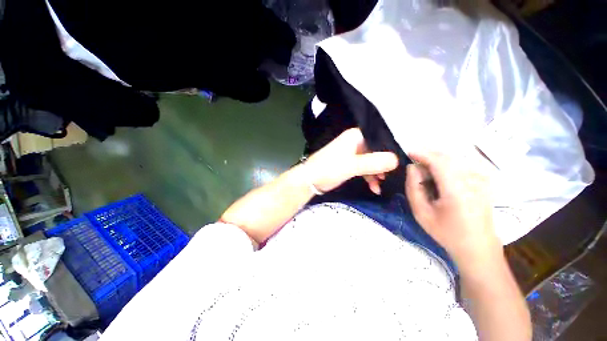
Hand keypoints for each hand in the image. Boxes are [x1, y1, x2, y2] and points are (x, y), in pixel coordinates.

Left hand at [305, 128, 398, 193]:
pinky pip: (363, 168)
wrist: (310, 180)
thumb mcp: (352, 166)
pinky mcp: (348, 163)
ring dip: (376, 173)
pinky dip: (368, 177)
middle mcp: (355, 142)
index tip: (400, 164)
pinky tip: (374, 188)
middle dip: (384, 165)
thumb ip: (373, 163)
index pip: (380, 139)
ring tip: (381, 185)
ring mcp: (351, 153)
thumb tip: (397, 160)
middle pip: (376, 151)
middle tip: (391, 177)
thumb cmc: (329, 169)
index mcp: (356, 136)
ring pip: (370, 161)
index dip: (390, 151)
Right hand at [405, 152, 500, 265]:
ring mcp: (481, 181)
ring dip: (437, 161)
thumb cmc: (446, 232)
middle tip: (414, 164)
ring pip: (455, 160)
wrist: (478, 248)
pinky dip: (447, 165)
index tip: (408, 152)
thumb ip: (413, 187)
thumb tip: (412, 167)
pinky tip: (440, 176)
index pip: (439, 161)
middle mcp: (472, 181)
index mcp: (456, 190)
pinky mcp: (484, 183)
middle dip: (428, 155)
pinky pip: (462, 166)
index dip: (423, 153)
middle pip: (448, 157)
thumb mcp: (421, 213)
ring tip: (425, 172)